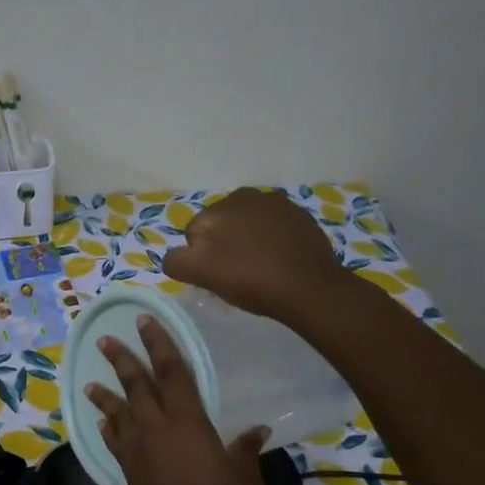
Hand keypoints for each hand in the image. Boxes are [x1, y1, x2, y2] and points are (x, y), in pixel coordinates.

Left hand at [83, 315, 268, 484]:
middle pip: (136, 386)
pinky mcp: (128, 474)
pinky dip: (109, 429)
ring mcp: (137, 452)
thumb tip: (256, 430)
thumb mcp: (245, 481)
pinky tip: (103, 424)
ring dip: (106, 394)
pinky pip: (115, 442)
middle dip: (122, 360)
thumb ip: (246, 452)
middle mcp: (156, 430)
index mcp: (188, 423)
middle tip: (107, 339)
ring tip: (91, 381)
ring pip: (118, 412)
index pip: (172, 372)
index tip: (146, 322)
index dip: (159, 345)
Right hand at [162, 188, 344, 322]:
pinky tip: (277, 263)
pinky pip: (273, 230)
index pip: (194, 232)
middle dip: (223, 246)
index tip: (216, 277)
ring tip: (257, 270)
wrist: (311, 289)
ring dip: (246, 243)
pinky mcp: (301, 218)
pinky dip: (270, 243)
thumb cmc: (252, 279)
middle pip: (221, 226)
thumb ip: (176, 261)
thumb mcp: (202, 273)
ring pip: (247, 226)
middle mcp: (248, 195)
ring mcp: (279, 204)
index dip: (200, 258)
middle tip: (235, 275)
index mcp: (221, 205)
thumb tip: (174, 256)